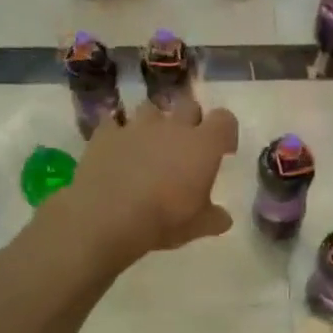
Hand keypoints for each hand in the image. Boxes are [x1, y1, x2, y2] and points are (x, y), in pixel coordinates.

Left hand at [57, 98, 239, 266]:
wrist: (107, 216)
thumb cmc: (163, 219)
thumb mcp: (197, 226)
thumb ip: (214, 218)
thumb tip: (224, 219)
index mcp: (202, 145)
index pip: (224, 120)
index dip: (226, 132)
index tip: (223, 151)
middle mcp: (172, 126)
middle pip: (189, 105)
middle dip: (190, 120)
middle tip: (185, 146)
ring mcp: (137, 126)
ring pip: (151, 108)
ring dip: (154, 123)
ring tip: (148, 145)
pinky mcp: (106, 133)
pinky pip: (113, 122)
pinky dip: (117, 132)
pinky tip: (116, 148)